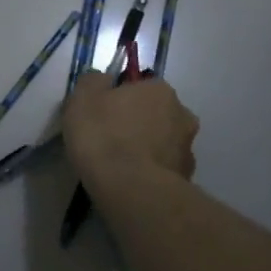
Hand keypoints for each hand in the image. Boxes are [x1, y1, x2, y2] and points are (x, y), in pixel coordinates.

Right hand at [62, 72, 198, 185]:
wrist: (130, 189)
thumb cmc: (104, 135)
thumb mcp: (82, 98)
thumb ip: (93, 82)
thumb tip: (103, 81)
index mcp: (160, 90)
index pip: (139, 86)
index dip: (120, 98)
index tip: (103, 114)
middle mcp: (182, 114)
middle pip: (155, 113)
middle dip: (139, 122)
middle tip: (112, 138)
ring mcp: (188, 149)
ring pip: (163, 142)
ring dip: (147, 148)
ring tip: (121, 165)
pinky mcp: (186, 179)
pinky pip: (164, 168)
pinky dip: (151, 171)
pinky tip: (132, 181)